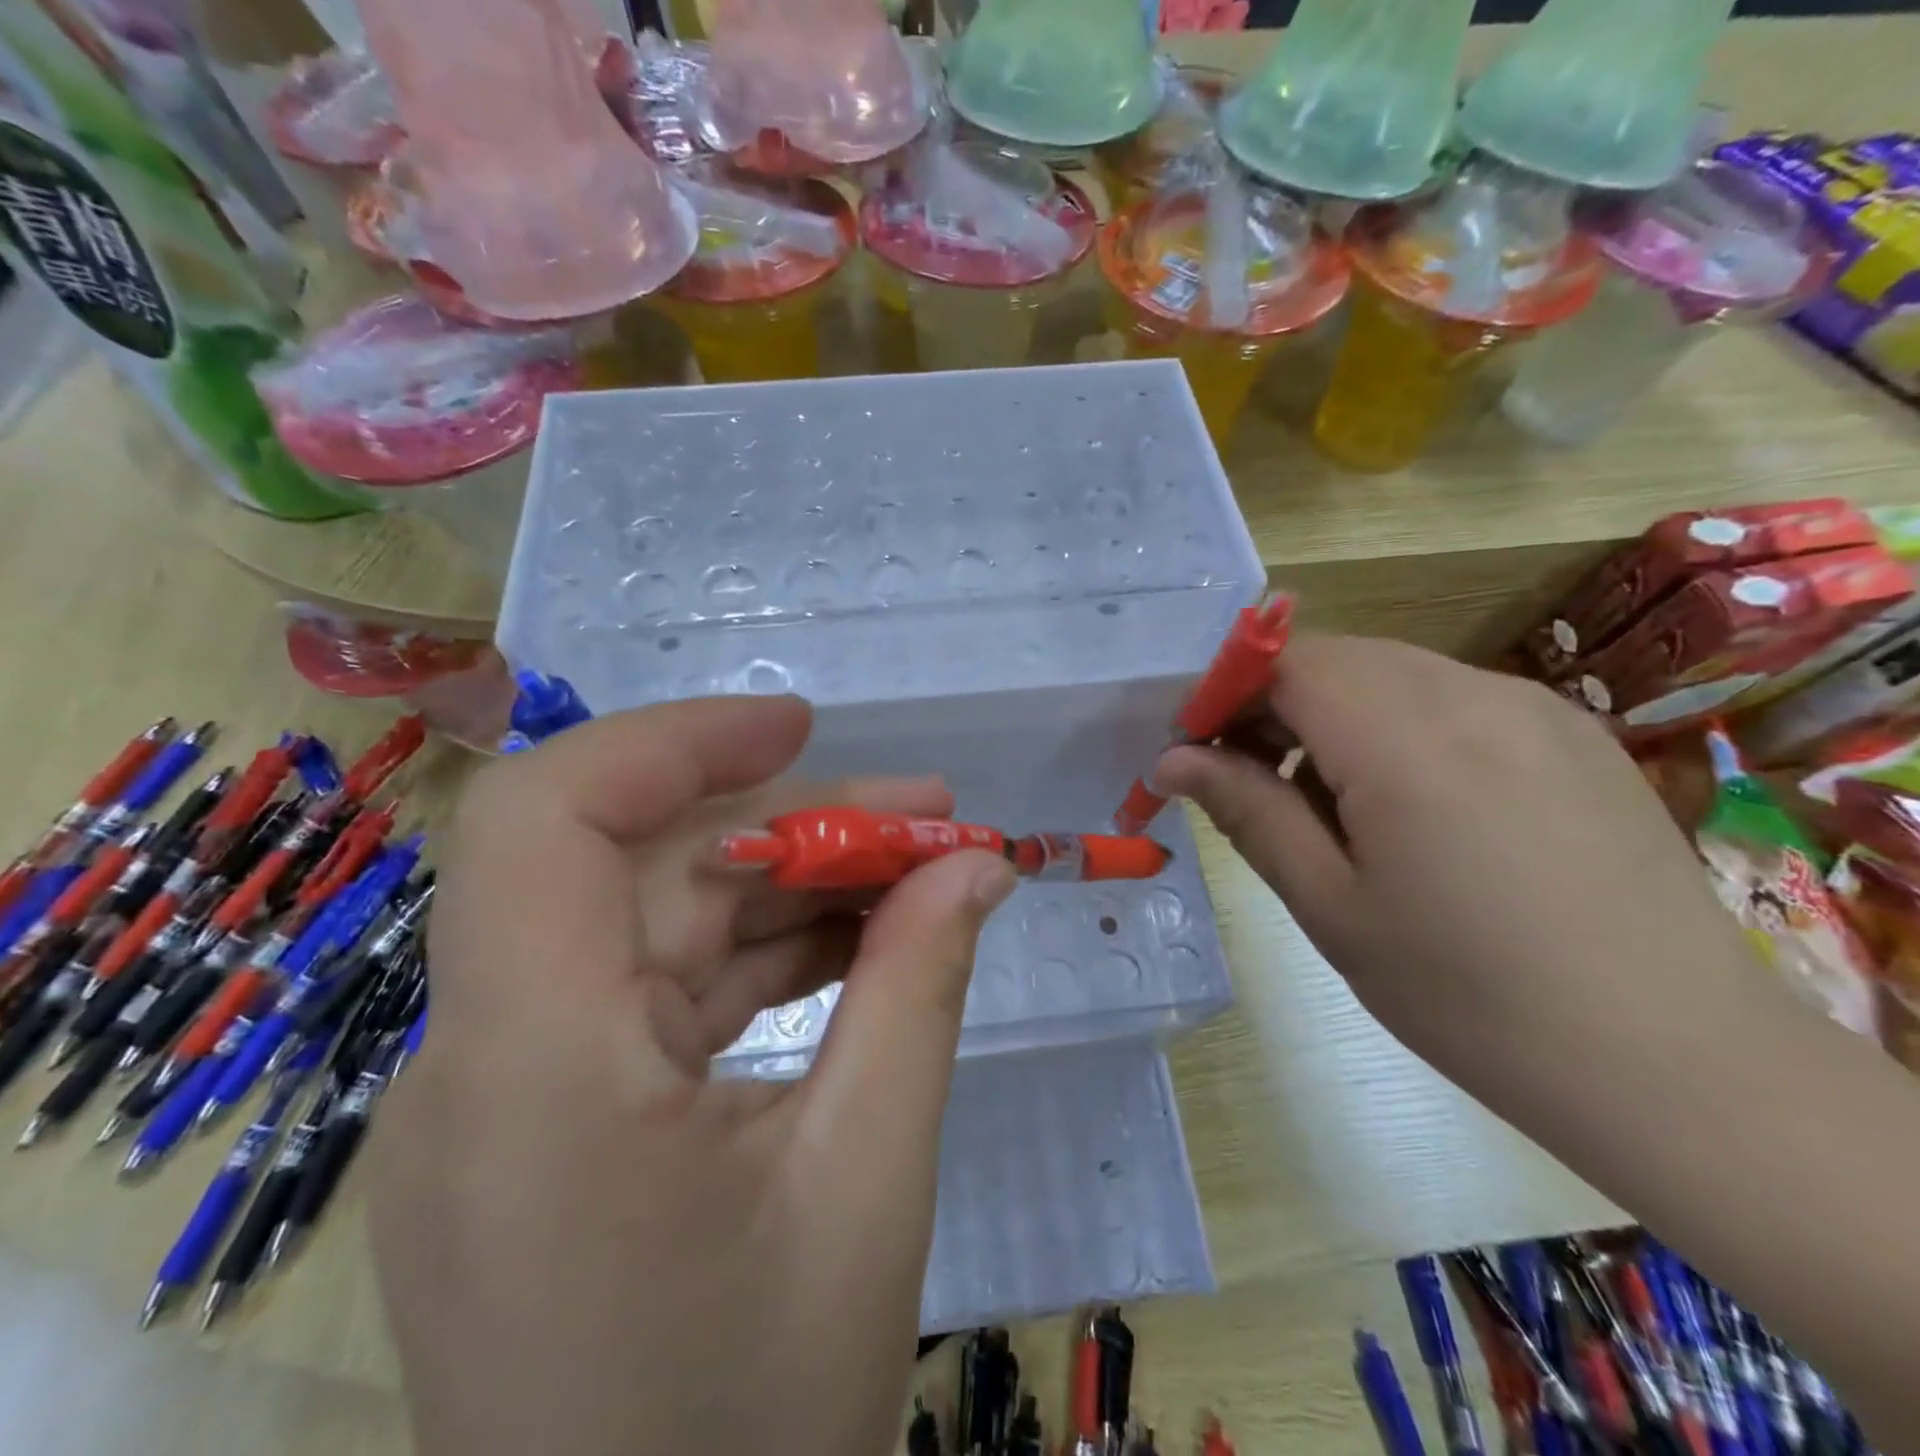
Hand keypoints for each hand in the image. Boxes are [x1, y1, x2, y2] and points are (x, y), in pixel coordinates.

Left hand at [371, 696, 1016, 1455]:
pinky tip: (859, 948)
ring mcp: (513, 1089)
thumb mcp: (869, 1179)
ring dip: (792, 885)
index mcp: (532, 1070)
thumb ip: (920, 989)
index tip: (801, 723)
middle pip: (639, 866)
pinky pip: (665, 987)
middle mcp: (490, 1057)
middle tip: (930, 819)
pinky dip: (764, 953)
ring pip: (661, 920)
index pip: (544, 818)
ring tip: (921, 876)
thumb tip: (979, 861)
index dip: (672, 741)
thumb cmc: (757, 1427)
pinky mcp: (554, 1117)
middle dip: (791, 824)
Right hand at [1153, 633, 1754, 1095]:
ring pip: (1392, 672)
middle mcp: (1474, 697)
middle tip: (1246, 778)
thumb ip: (1247, 811)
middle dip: (1272, 702)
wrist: (1676, 1062)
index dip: (1225, 689)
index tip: (1195, 750)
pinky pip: (1451, 696)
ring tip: (1324, 800)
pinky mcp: (1571, 733)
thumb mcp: (1330, 906)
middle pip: (1336, 657)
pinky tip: (1407, 803)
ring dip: (1332, 713)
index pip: (1285, 661)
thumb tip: (1171, 759)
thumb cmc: (1469, 995)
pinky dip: (1396, 724)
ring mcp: (1534, 709)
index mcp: (1406, 742)